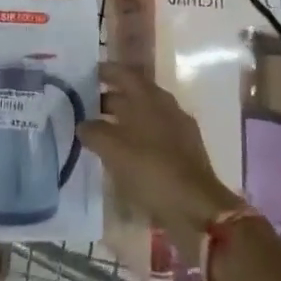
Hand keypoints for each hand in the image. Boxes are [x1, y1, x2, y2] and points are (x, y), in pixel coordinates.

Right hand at [80, 64, 243, 253]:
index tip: (89, 73)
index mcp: (150, 98)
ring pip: (146, 117)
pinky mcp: (186, 154)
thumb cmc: (152, 171)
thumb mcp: (114, 150)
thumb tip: (83, 124)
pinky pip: (156, 137)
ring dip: (125, 121)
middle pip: (135, 95)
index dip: (107, 71)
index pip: (125, 74)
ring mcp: (180, 130)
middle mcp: (166, 108)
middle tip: (88, 107)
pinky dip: (138, 139)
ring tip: (103, 133)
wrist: (198, 209)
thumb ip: (95, 132)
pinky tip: (127, 155)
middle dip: (111, 98)